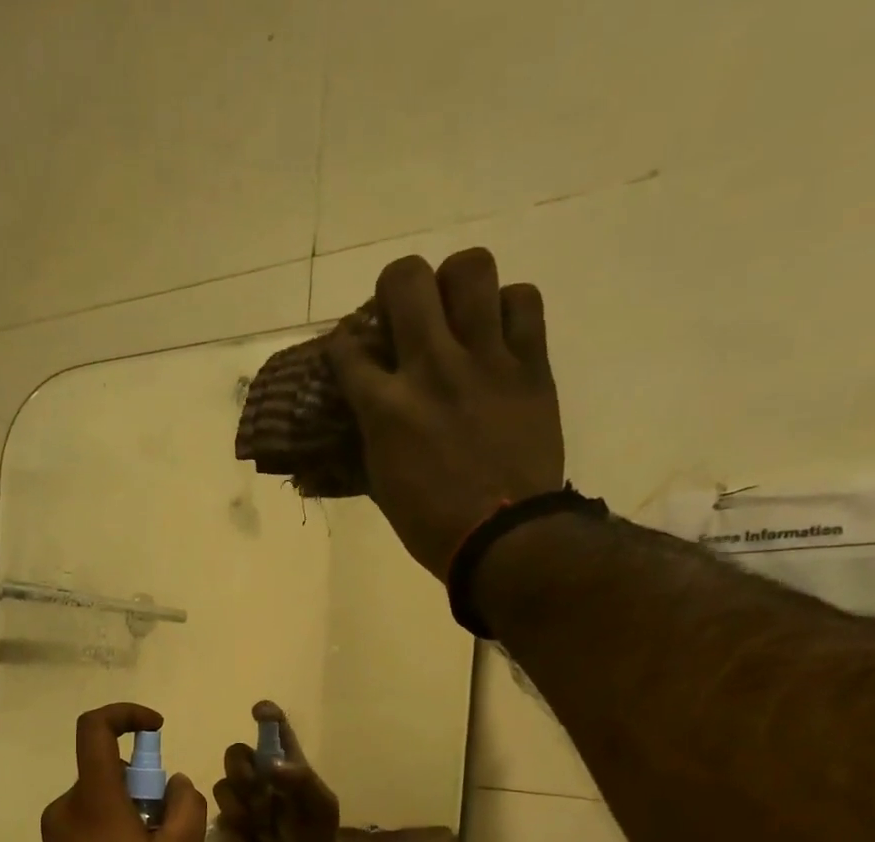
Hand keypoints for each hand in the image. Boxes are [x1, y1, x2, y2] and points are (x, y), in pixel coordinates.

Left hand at [36, 704, 206, 841]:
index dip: (126, 715)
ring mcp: (56, 831)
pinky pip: (89, 824)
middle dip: (143, 785)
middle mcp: (67, 805)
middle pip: (107, 770)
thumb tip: (176, 784)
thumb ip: (186, 806)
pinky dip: (114, 830)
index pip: (94, 728)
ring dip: (131, 811)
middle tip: (168, 824)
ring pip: (101, 800)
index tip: (156, 729)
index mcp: (95, 797)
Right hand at [210, 702, 340, 841]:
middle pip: (234, 754)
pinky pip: (222, 822)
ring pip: (223, 789)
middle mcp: (258, 775)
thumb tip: (272, 765)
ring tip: (264, 827)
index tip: (260, 712)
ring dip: (243, 808)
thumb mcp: (321, 805)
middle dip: (241, 770)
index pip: (273, 729)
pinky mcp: (229, 826)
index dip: (266, 715)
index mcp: (284, 762)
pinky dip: (241, 835)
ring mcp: (240, 800)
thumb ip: (302, 781)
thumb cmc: (318, 829)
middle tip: (257, 789)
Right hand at [326, 248, 564, 579]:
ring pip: (471, 269)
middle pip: (405, 279)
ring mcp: (485, 359)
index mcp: (386, 407)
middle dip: (395, 289)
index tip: (351, 354)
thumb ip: (364, 443)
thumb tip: (346, 432)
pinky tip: (499, 334)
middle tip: (403, 314)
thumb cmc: (432, 524)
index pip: (346, 347)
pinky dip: (509, 309)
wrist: (504, 538)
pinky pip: (524, 301)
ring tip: (457, 312)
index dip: (343, 344)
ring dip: (456, 284)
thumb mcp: (381, 487)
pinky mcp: (530, 364)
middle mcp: (431, 367)